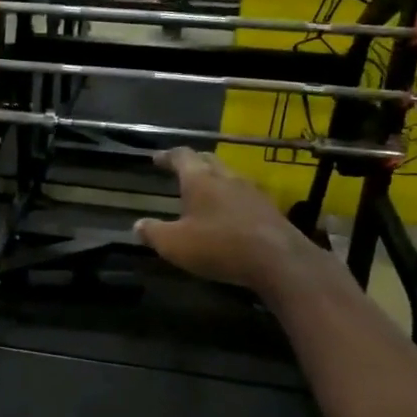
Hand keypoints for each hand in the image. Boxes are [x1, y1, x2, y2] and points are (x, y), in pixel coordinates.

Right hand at [133, 147, 342, 296]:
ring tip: (204, 192)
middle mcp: (227, 178)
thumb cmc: (219, 245)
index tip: (157, 158)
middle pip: (208, 161)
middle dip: (193, 163)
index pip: (182, 156)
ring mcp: (252, 192)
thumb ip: (153, 233)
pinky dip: (231, 199)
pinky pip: (244, 196)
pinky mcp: (269, 210)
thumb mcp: (174, 244)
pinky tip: (228, 215)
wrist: (278, 260)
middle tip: (181, 170)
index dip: (167, 156)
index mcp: (200, 180)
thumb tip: (137, 225)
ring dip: (215, 180)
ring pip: (229, 177)